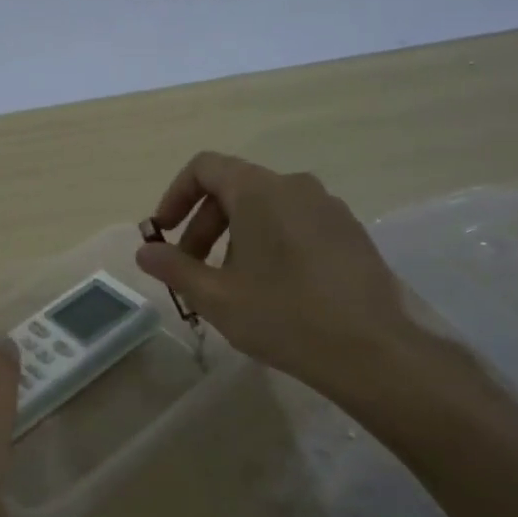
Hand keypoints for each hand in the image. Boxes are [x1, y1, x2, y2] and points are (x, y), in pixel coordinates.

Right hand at [136, 152, 419, 396]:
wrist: (373, 350)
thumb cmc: (284, 316)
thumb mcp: (216, 296)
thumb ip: (174, 268)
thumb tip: (144, 251)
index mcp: (259, 190)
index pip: (205, 167)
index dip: (176, 196)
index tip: (164, 233)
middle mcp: (295, 186)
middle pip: (234, 188)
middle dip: (203, 225)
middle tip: (191, 269)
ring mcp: (329, 207)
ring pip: (266, 207)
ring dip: (235, 236)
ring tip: (231, 285)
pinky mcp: (350, 232)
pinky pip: (296, 222)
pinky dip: (269, 242)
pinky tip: (273, 288)